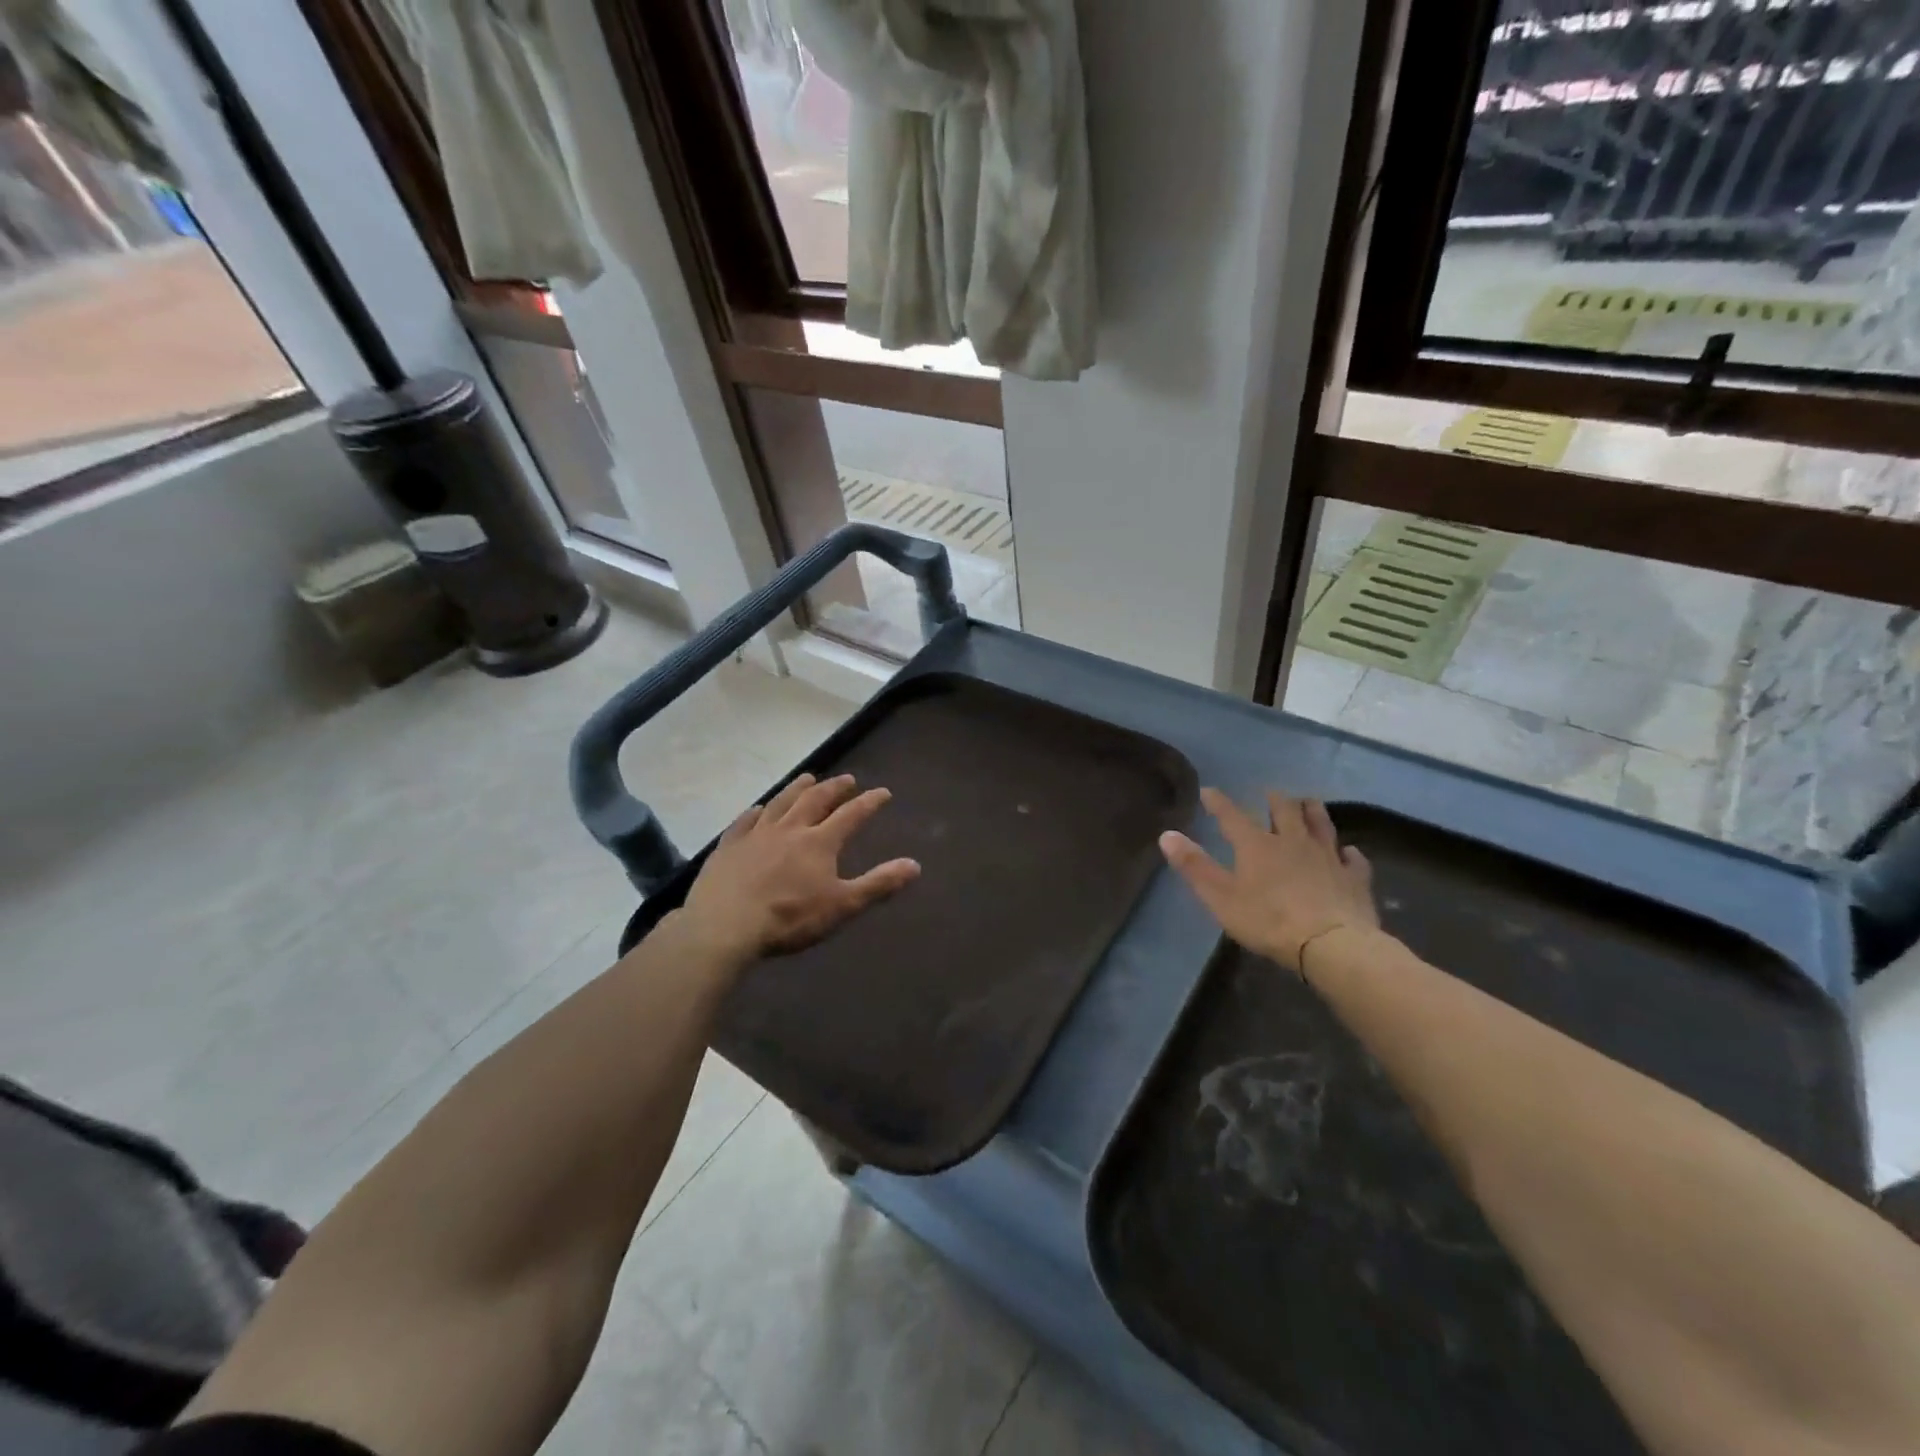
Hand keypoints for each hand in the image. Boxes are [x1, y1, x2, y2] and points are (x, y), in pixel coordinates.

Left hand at [679, 773, 919, 964]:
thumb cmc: (789, 918)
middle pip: (816, 800)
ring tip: (808, 778)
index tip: (883, 792)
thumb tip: (915, 865)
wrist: (725, 926)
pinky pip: (745, 820)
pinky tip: (759, 808)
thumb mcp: (842, 906)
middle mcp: (790, 829)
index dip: (869, 803)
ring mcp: (756, 834)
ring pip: (781, 803)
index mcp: (820, 842)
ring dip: (797, 789)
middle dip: (834, 788)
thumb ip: (878, 884)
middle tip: (847, 779)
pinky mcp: (729, 845)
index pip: (851, 815)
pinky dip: (756, 811)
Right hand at [1159, 788, 1378, 972]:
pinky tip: (1348, 852)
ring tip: (1308, 803)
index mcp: (1257, 845)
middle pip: (1284, 811)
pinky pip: (1353, 859)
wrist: (1331, 944)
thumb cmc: (1268, 920)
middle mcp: (1293, 841)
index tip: (1209, 791)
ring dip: (1312, 812)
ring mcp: (1328, 857)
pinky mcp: (1354, 878)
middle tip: (1269, 793)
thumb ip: (1194, 866)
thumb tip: (1167, 835)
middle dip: (1274, 800)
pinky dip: (1348, 853)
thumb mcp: (1220, 897)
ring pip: (1321, 824)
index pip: (1233, 816)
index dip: (1219, 803)